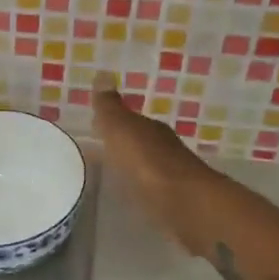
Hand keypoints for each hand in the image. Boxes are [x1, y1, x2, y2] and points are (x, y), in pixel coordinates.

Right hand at [92, 72, 209, 231]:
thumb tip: (102, 74)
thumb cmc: (148, 163)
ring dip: (129, 167)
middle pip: (137, 142)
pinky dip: (137, 188)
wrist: (185, 205)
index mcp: (149, 129)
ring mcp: (169, 176)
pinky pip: (148, 189)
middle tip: (96, 149)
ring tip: (107, 174)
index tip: (93, 125)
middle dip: (119, 144)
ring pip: (143, 166)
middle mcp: (162, 148)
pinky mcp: (171, 202)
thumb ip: (110, 108)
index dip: (111, 122)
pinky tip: (128, 195)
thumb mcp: (122, 130)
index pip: (128, 120)